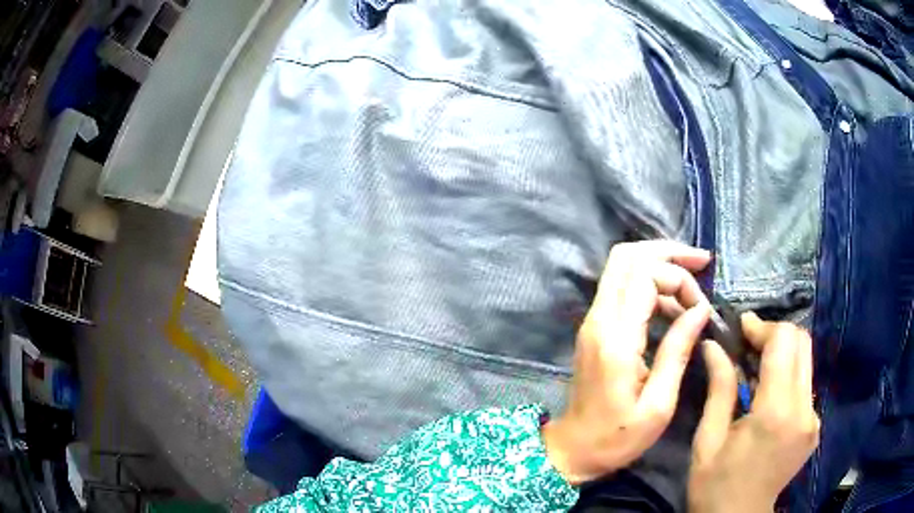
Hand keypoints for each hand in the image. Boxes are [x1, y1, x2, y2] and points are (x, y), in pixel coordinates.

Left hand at [542, 241, 712, 484]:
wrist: (572, 449)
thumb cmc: (617, 438)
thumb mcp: (658, 405)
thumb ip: (677, 351)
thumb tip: (700, 309)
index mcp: (615, 339)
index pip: (643, 275)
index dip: (678, 278)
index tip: (701, 306)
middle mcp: (599, 320)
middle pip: (627, 256)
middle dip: (667, 252)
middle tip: (702, 263)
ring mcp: (592, 321)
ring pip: (622, 267)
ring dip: (659, 266)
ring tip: (693, 292)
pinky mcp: (594, 328)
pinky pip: (621, 288)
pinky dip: (649, 284)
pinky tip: (674, 307)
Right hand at [688, 313, 819, 512]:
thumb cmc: (715, 485)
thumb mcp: (708, 440)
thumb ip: (719, 388)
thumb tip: (713, 345)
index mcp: (776, 413)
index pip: (784, 341)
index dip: (763, 327)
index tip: (740, 329)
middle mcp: (803, 409)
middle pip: (801, 342)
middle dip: (774, 334)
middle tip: (747, 343)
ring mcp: (813, 418)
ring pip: (806, 360)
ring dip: (782, 353)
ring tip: (755, 367)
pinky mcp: (814, 426)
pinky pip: (805, 385)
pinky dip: (788, 376)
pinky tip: (768, 394)